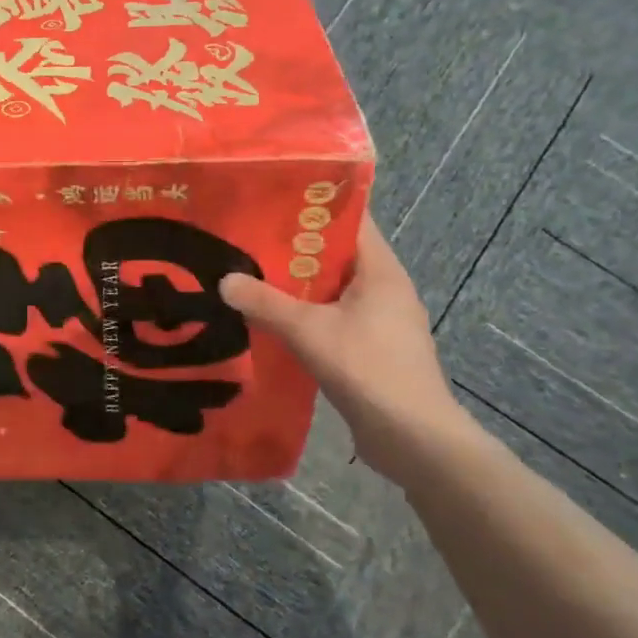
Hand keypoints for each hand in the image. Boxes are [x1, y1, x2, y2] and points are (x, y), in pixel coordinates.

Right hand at [220, 213, 470, 474]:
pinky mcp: (370, 350)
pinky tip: (269, 323)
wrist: (413, 439)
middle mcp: (384, 289)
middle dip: (293, 249)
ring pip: (331, 291)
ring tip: (249, 277)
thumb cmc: (368, 369)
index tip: (272, 198)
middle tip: (246, 239)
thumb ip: (265, 304)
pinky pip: (332, 320)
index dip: (314, 206)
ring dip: (296, 287)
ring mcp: (380, 322)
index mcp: (381, 271)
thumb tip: (224, 280)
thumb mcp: (309, 331)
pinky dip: (304, 317)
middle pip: (336, 256)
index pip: (351, 220)